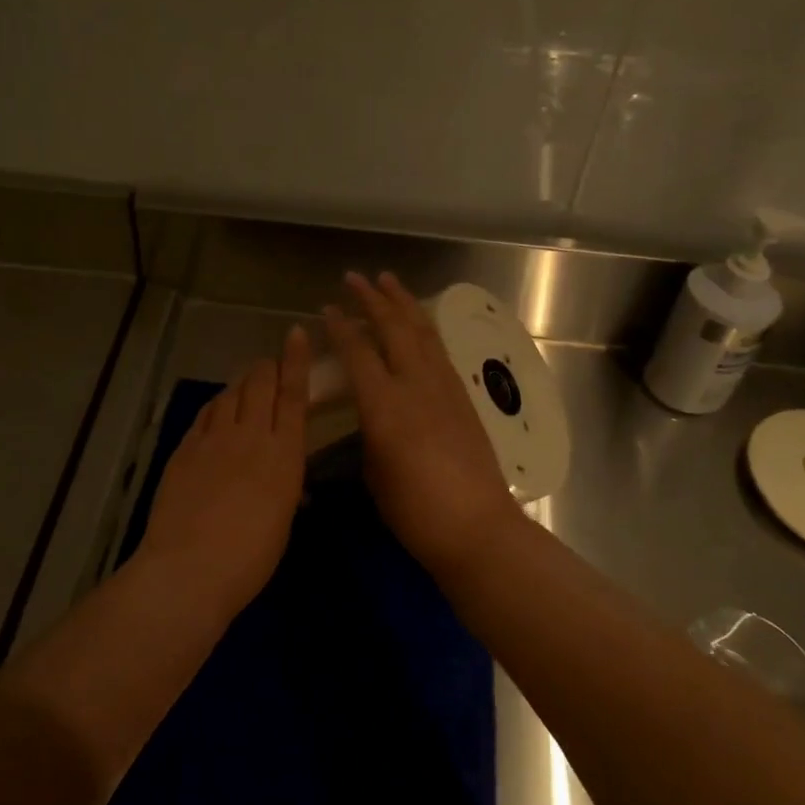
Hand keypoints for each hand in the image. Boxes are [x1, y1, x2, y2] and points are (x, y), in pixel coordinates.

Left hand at [138, 326, 311, 610]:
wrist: (190, 569)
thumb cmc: (250, 558)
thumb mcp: (282, 520)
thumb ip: (285, 487)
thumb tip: (286, 479)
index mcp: (284, 454)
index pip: (293, 394)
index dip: (295, 360)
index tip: (295, 333)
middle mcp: (251, 435)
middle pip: (259, 383)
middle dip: (266, 367)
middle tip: (270, 367)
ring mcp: (213, 439)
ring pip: (230, 394)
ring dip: (241, 384)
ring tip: (246, 386)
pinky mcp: (185, 448)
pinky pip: (205, 414)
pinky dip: (217, 405)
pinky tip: (217, 410)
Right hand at [324, 272, 527, 576]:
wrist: (476, 527)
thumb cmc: (415, 511)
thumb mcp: (375, 474)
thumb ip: (369, 435)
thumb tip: (371, 419)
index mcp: (385, 406)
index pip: (358, 353)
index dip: (341, 328)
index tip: (327, 309)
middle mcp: (415, 386)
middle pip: (393, 329)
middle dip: (373, 299)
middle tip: (356, 278)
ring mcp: (444, 388)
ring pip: (422, 333)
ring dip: (403, 304)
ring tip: (389, 282)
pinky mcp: (463, 398)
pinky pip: (439, 351)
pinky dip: (424, 329)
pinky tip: (418, 325)